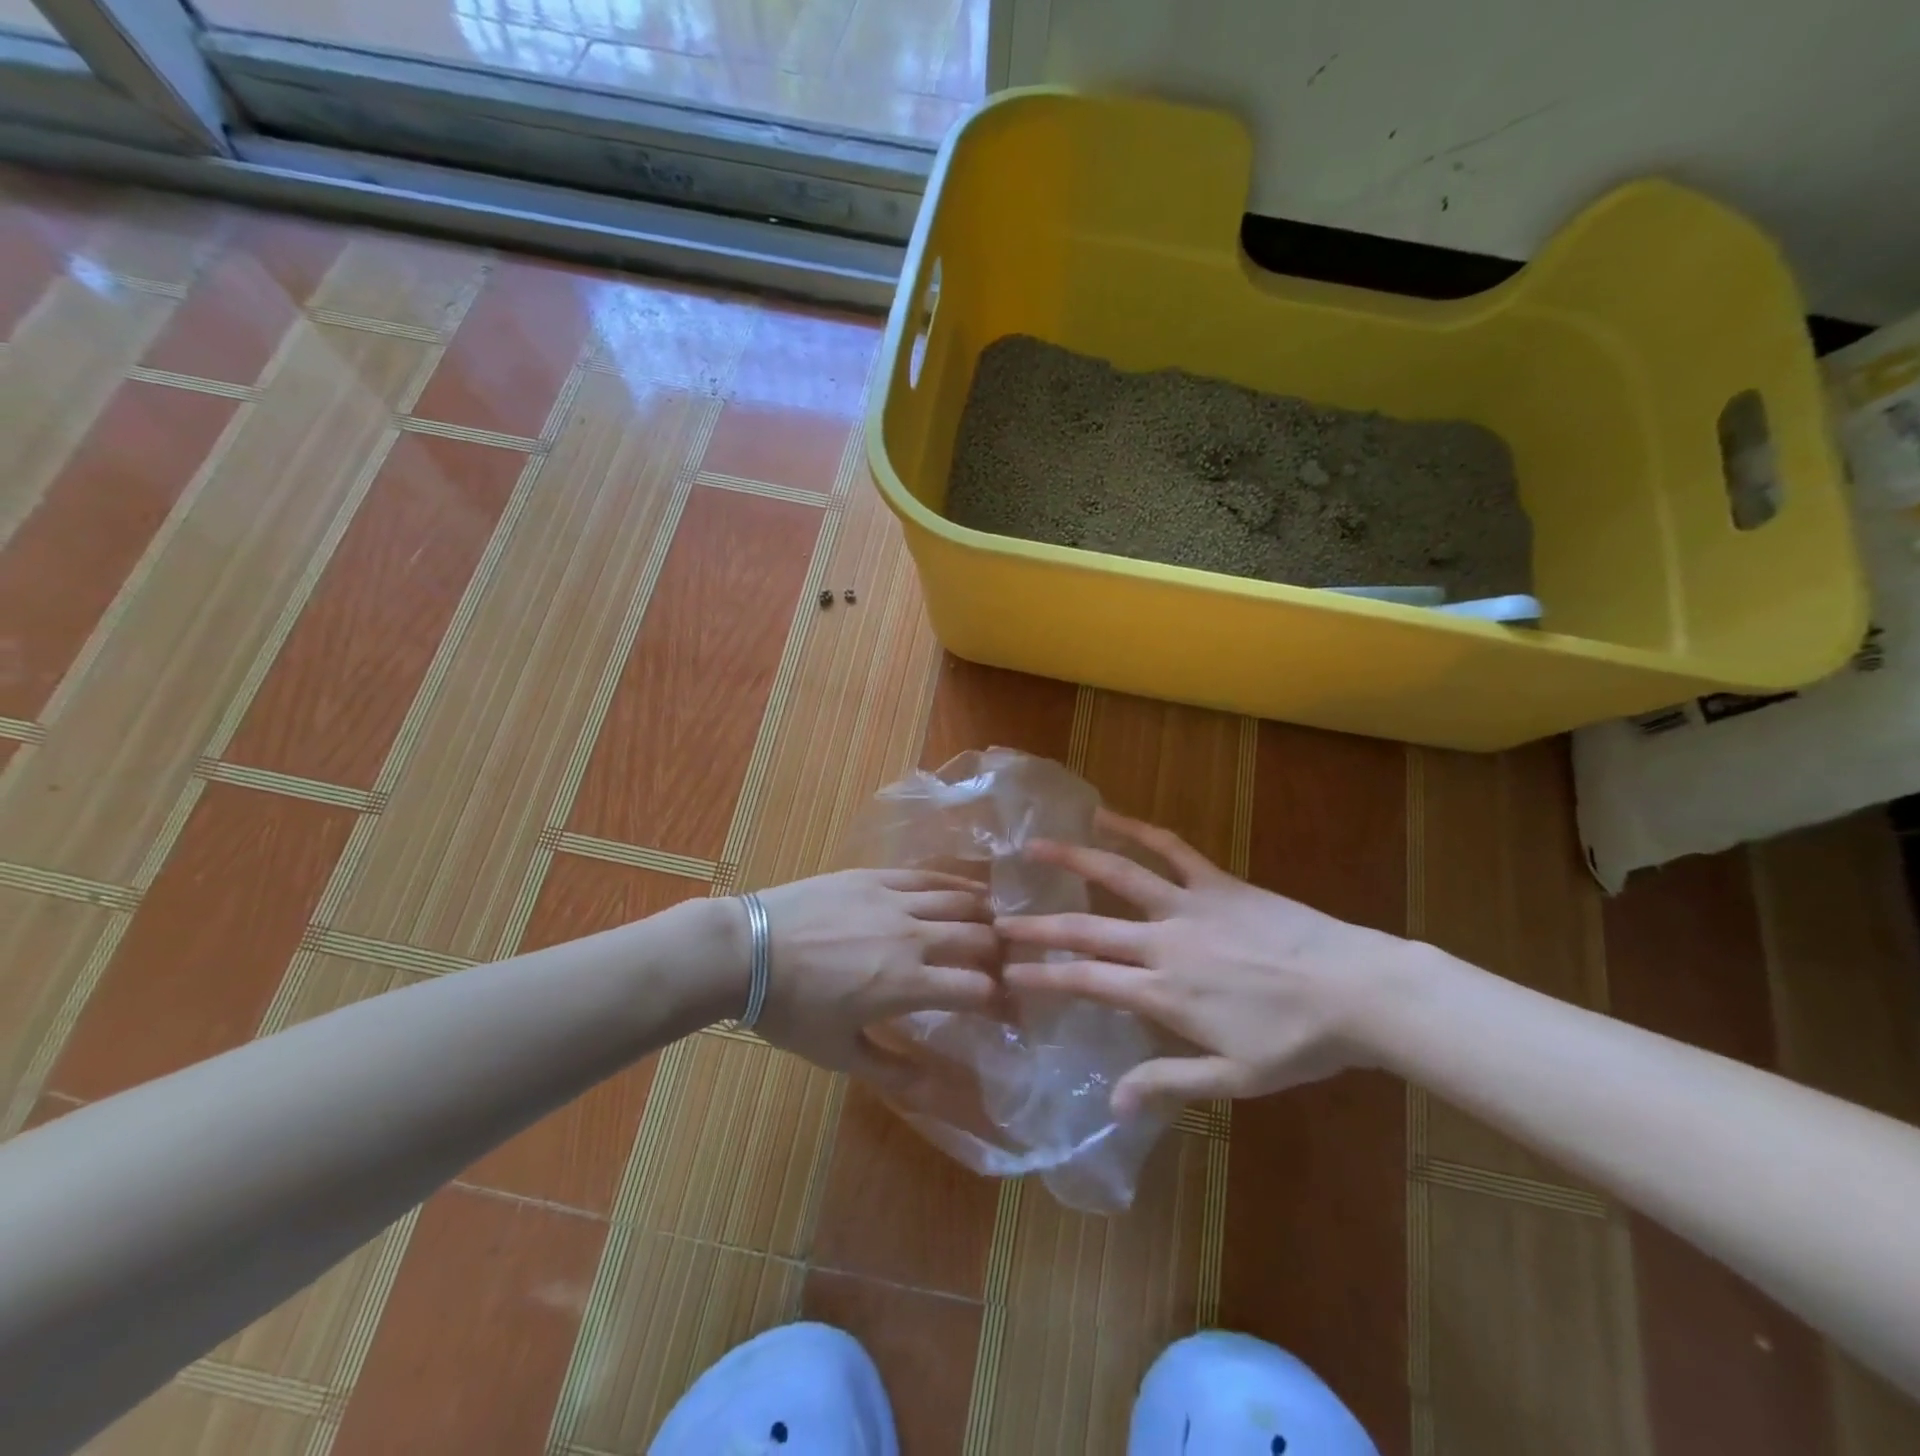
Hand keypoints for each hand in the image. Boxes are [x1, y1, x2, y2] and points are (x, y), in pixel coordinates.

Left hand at [750, 868, 1000, 1087]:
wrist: (745, 951)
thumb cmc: (790, 1009)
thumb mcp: (839, 1053)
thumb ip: (892, 1071)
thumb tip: (937, 1091)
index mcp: (906, 984)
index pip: (976, 988)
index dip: (1000, 1001)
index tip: (1006, 1009)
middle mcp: (912, 937)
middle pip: (978, 939)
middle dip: (1000, 955)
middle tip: (1005, 965)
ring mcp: (893, 900)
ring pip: (958, 901)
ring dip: (985, 915)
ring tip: (998, 924)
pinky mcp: (874, 877)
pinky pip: (927, 876)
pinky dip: (955, 885)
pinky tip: (968, 891)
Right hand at [997, 810, 1408, 1113]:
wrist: (1359, 992)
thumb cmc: (1298, 1043)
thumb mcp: (1234, 1079)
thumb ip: (1169, 1084)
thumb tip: (1111, 1101)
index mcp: (1164, 993)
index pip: (1087, 982)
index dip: (1042, 977)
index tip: (1007, 973)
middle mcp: (1164, 943)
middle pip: (1087, 930)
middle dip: (1038, 926)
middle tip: (997, 920)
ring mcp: (1189, 906)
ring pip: (1120, 876)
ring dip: (1073, 860)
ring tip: (1035, 847)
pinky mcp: (1217, 882)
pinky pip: (1170, 849)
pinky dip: (1137, 830)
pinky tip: (1109, 816)